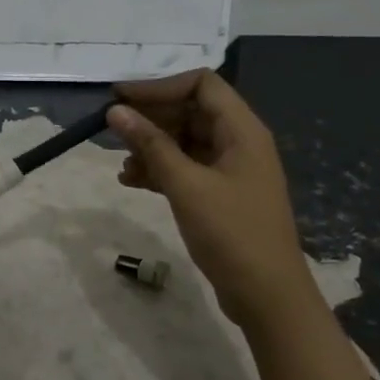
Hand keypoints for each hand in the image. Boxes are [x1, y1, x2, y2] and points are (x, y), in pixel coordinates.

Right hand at [108, 70, 316, 325]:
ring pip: (184, 141)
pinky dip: (160, 170)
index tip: (120, 98)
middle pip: (190, 111)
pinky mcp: (221, 194)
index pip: (201, 84)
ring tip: (122, 165)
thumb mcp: (186, 185)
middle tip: (113, 130)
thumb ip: (150, 145)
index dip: (159, 86)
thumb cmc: (231, 233)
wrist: (267, 296)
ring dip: (151, 147)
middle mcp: (239, 142)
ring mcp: (231, 169)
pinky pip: (186, 167)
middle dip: (151, 118)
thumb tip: (115, 111)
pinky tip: (132, 182)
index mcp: (242, 130)